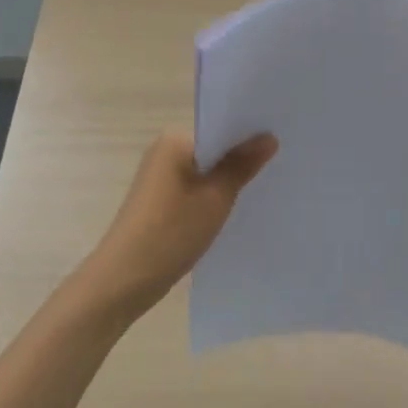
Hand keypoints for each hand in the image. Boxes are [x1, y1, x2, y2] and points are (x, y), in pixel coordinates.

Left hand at [74, 130, 277, 321]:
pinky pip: (196, 187)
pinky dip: (214, 194)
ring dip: (229, 178)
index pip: (221, 126)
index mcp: (175, 140)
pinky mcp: (160, 199)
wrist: (124, 280)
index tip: (283, 141)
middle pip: (214, 147)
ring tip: (266, 185)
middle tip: (282, 163)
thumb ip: (242, 165)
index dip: (251, 134)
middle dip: (242, 157)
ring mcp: (160, 176)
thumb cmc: (171, 232)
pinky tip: (237, 207)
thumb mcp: (215, 198)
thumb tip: (269, 136)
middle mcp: (165, 150)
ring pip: (206, 170)